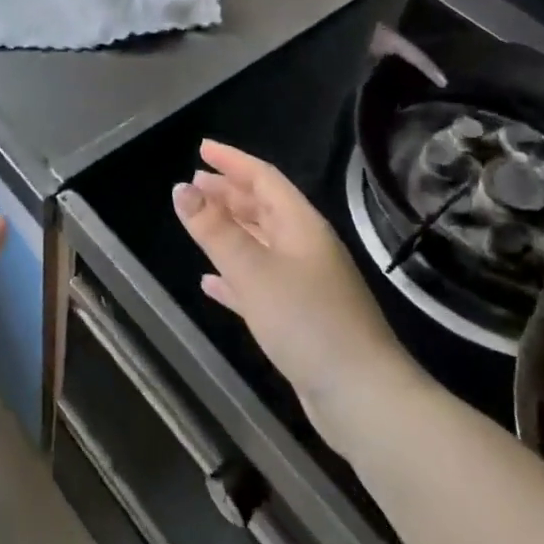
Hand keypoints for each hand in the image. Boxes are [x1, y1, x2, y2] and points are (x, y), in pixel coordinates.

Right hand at [173, 141, 411, 436]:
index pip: (264, 178)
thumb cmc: (306, 321)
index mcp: (301, 225)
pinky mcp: (299, 317)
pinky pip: (259, 282)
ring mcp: (305, 283)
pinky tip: (210, 282)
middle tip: (194, 182)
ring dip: (229, 230)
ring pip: (260, 243)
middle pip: (263, 208)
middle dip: (228, 192)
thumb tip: (182, 188)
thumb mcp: (253, 270)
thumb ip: (214, 230)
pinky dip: (234, 276)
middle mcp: (305, 246)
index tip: (202, 148)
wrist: (361, 395)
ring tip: (197, 220)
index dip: (232, 161)